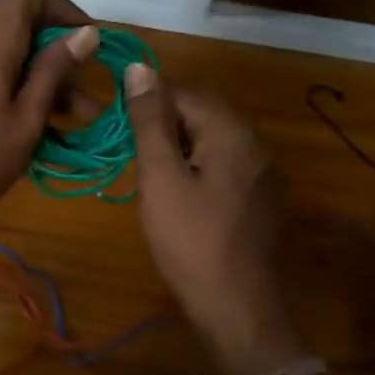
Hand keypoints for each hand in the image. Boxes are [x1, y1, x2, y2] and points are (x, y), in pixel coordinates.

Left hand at [0, 0, 99, 236]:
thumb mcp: (24, 122)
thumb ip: (52, 74)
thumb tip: (86, 32)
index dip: (61, 5)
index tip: (84, 45)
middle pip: (27, 28)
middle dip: (65, 59)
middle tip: (88, 104)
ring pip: (17, 63)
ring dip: (50, 88)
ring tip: (77, 129)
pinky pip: (1, 87)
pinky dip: (27, 104)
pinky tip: (45, 142)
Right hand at [126, 65, 309, 374]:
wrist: (236, 306)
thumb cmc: (191, 240)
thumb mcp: (161, 177)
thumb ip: (150, 121)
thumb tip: (139, 67)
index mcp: (231, 130)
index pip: (182, 91)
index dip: (145, 101)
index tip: (114, 124)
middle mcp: (253, 141)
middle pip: (199, 111)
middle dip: (160, 122)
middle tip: (127, 150)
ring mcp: (259, 170)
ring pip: (209, 138)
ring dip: (174, 145)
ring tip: (145, 171)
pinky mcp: (256, 195)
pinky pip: (220, 162)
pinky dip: (192, 165)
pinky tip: (174, 191)